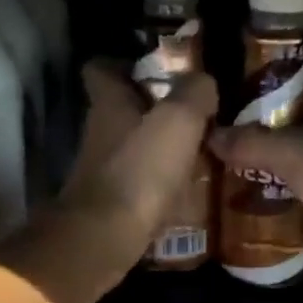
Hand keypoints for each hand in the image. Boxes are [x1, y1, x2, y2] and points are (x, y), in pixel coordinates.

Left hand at [59, 59, 217, 265]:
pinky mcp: (109, 204)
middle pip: (120, 110)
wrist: (105, 237)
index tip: (153, 69)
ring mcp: (100, 171)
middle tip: (190, 114)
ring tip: (196, 152)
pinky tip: (184, 189)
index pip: (101, 69)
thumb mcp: (178, 120)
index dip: (123, 64)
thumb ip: (194, 94)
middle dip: (151, 109)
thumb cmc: (140, 169)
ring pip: (131, 148)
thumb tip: (203, 82)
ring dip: (157, 148)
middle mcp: (98, 133)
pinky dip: (157, 183)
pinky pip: (137, 183)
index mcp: (108, 104)